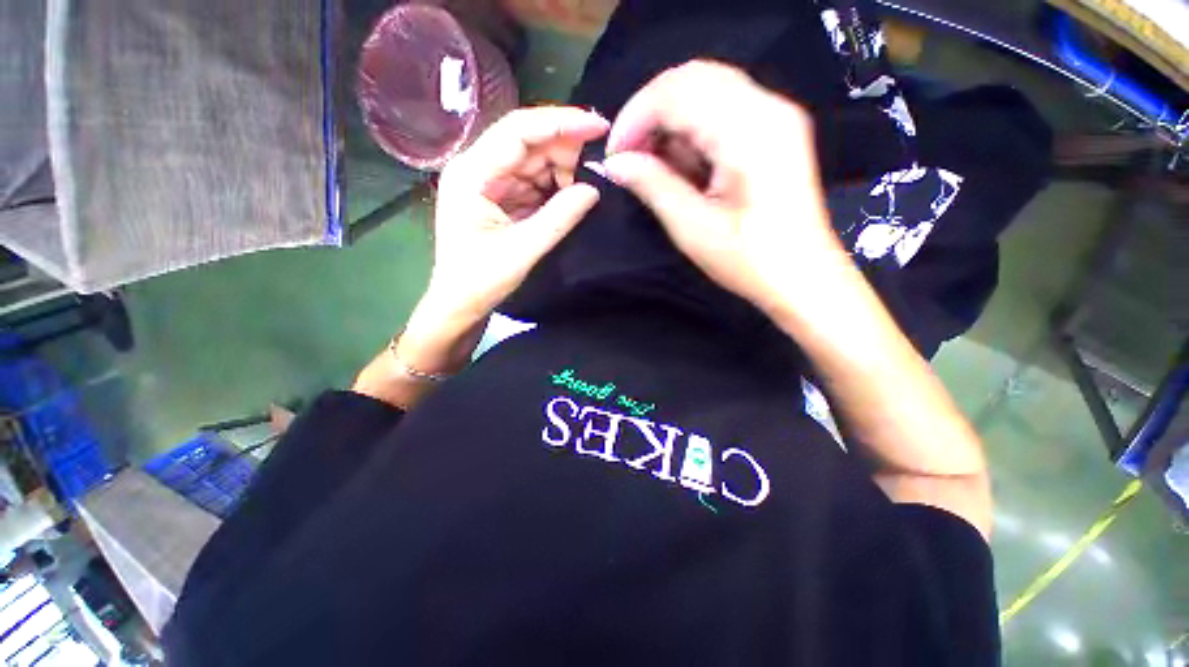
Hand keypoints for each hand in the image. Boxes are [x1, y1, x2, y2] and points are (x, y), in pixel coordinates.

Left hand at [425, 106, 608, 323]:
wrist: (459, 303)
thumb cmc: (481, 280)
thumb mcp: (523, 250)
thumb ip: (559, 218)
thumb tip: (594, 189)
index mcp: (472, 173)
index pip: (519, 131)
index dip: (561, 124)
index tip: (598, 126)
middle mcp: (477, 167)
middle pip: (527, 142)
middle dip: (564, 151)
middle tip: (597, 169)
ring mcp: (487, 181)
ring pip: (532, 160)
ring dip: (561, 172)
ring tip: (582, 191)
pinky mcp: (498, 196)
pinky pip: (531, 181)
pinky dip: (553, 187)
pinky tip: (568, 198)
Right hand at [602, 61, 846, 318]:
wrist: (803, 277)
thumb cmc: (749, 261)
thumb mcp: (692, 228)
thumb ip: (653, 186)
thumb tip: (616, 163)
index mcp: (749, 131)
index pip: (678, 93)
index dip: (635, 117)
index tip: (613, 155)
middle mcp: (767, 107)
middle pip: (693, 79)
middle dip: (650, 113)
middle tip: (629, 156)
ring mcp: (775, 116)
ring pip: (707, 90)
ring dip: (670, 121)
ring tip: (651, 163)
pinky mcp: (774, 130)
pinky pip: (723, 109)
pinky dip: (692, 129)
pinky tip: (680, 162)